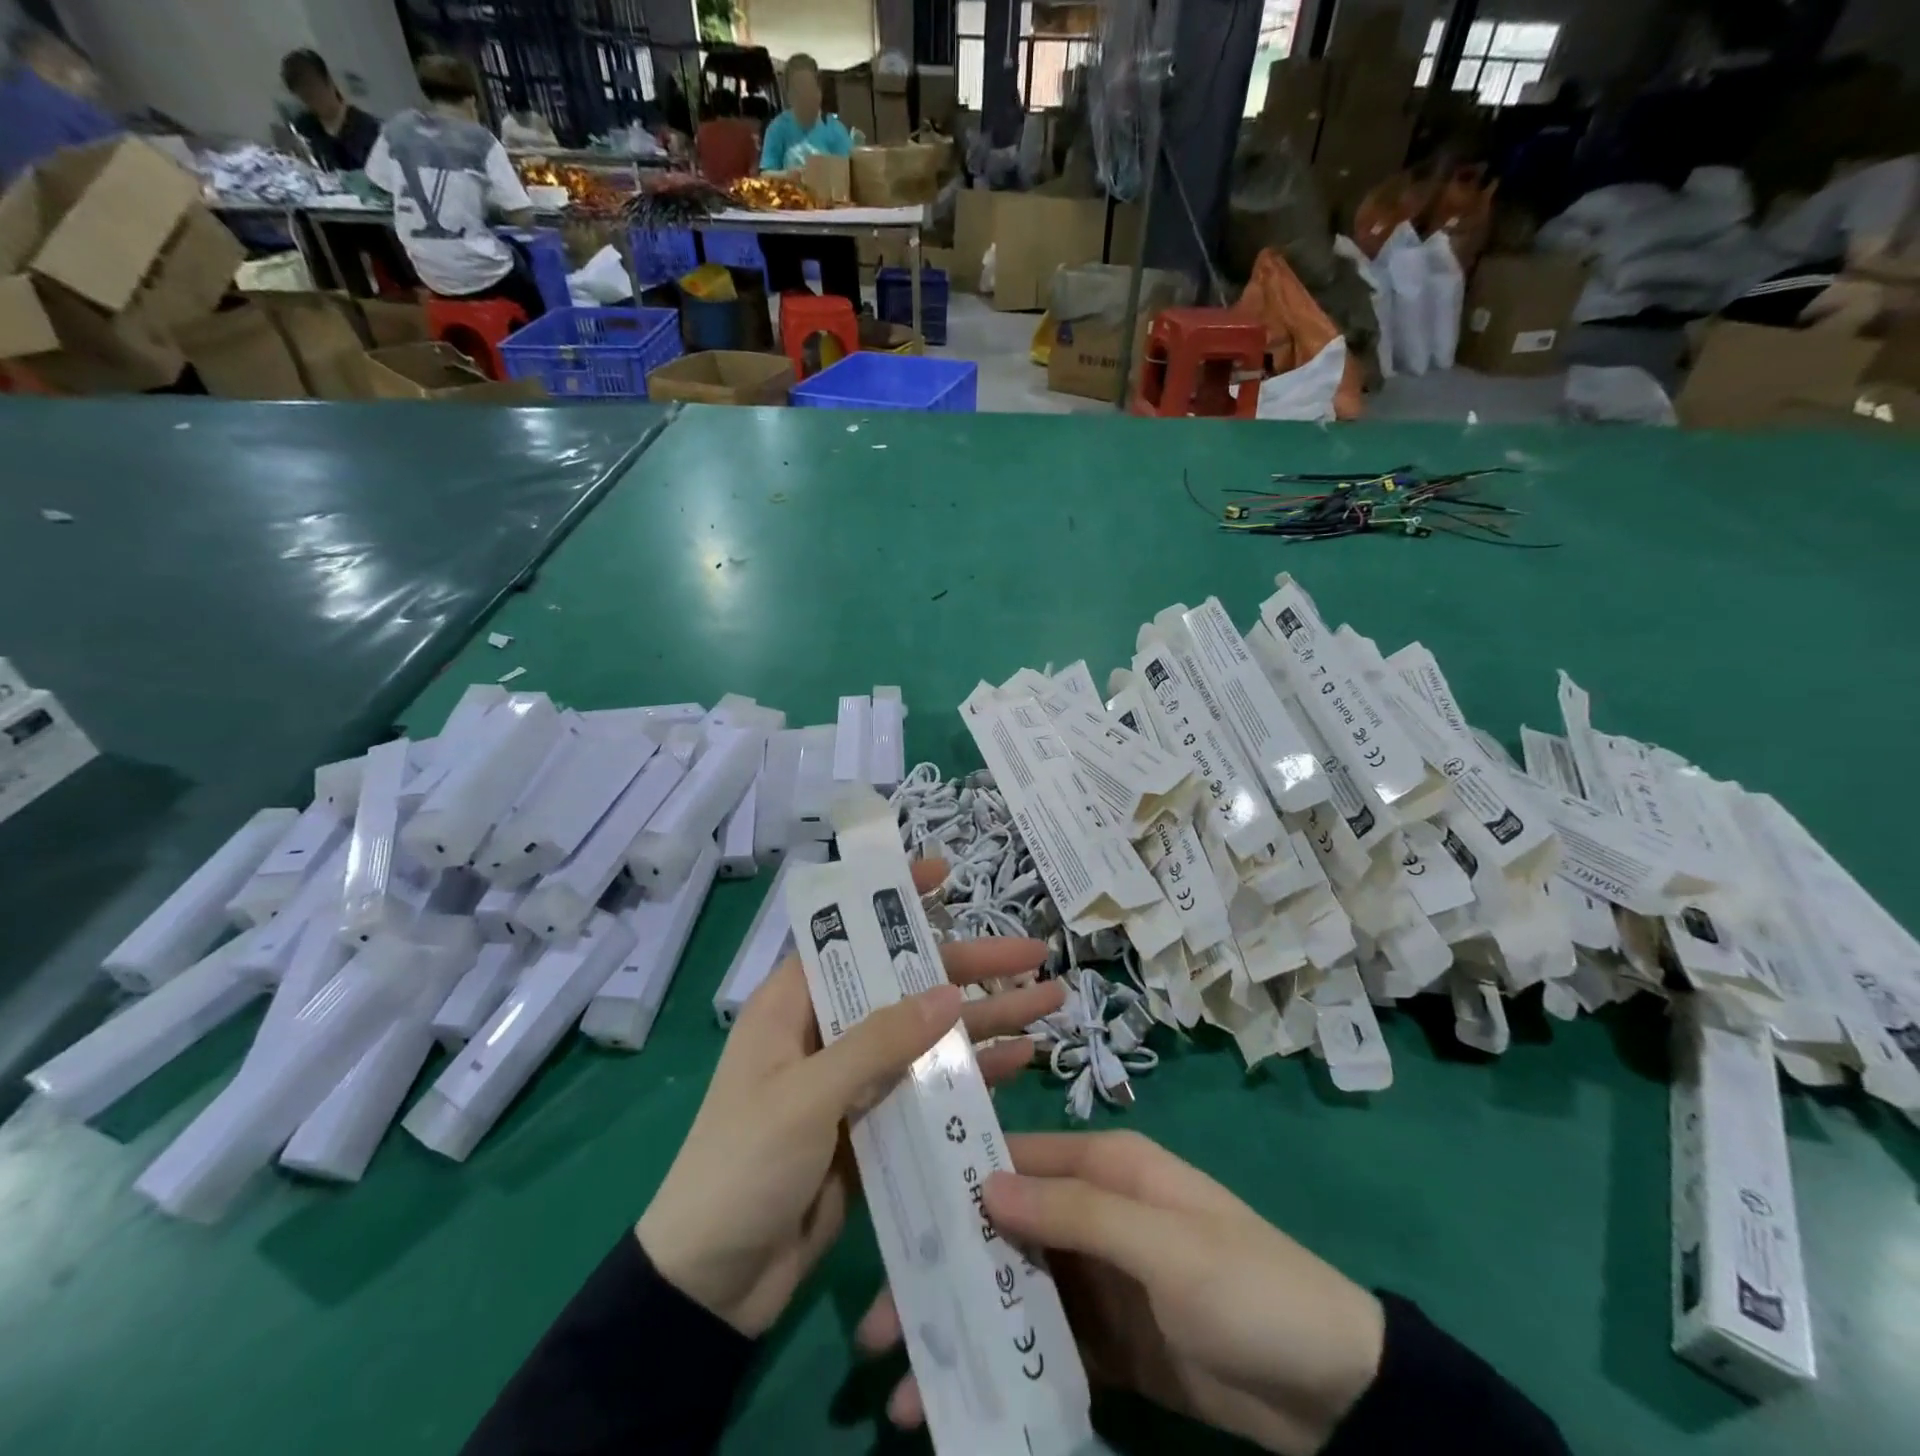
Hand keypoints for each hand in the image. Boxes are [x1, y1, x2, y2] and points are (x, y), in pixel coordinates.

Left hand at [636, 858, 1063, 1337]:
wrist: (710, 1287)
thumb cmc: (742, 1167)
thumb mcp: (806, 1096)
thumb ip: (878, 1043)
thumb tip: (947, 992)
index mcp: (794, 1006)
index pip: (849, 934)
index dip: (894, 901)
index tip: (945, 874)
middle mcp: (828, 1032)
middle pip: (906, 984)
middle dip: (970, 968)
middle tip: (1033, 954)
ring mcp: (855, 1082)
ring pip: (928, 1036)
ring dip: (985, 1020)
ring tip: (1049, 1001)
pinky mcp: (875, 1127)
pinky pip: (930, 1088)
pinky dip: (971, 1074)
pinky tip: (1020, 1060)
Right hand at [857, 1130, 1385, 1455]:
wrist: (1337, 1394)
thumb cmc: (1249, 1287)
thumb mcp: (1165, 1244)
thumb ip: (1077, 1213)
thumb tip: (985, 1183)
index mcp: (1108, 1168)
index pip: (1018, 1162)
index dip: (958, 1182)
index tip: (897, 1216)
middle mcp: (1094, 1213)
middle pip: (1004, 1231)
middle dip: (947, 1270)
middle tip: (878, 1320)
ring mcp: (1100, 1279)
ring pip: (1016, 1290)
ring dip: (966, 1327)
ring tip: (904, 1379)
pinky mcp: (1108, 1341)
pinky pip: (1045, 1343)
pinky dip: (1004, 1364)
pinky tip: (962, 1397)